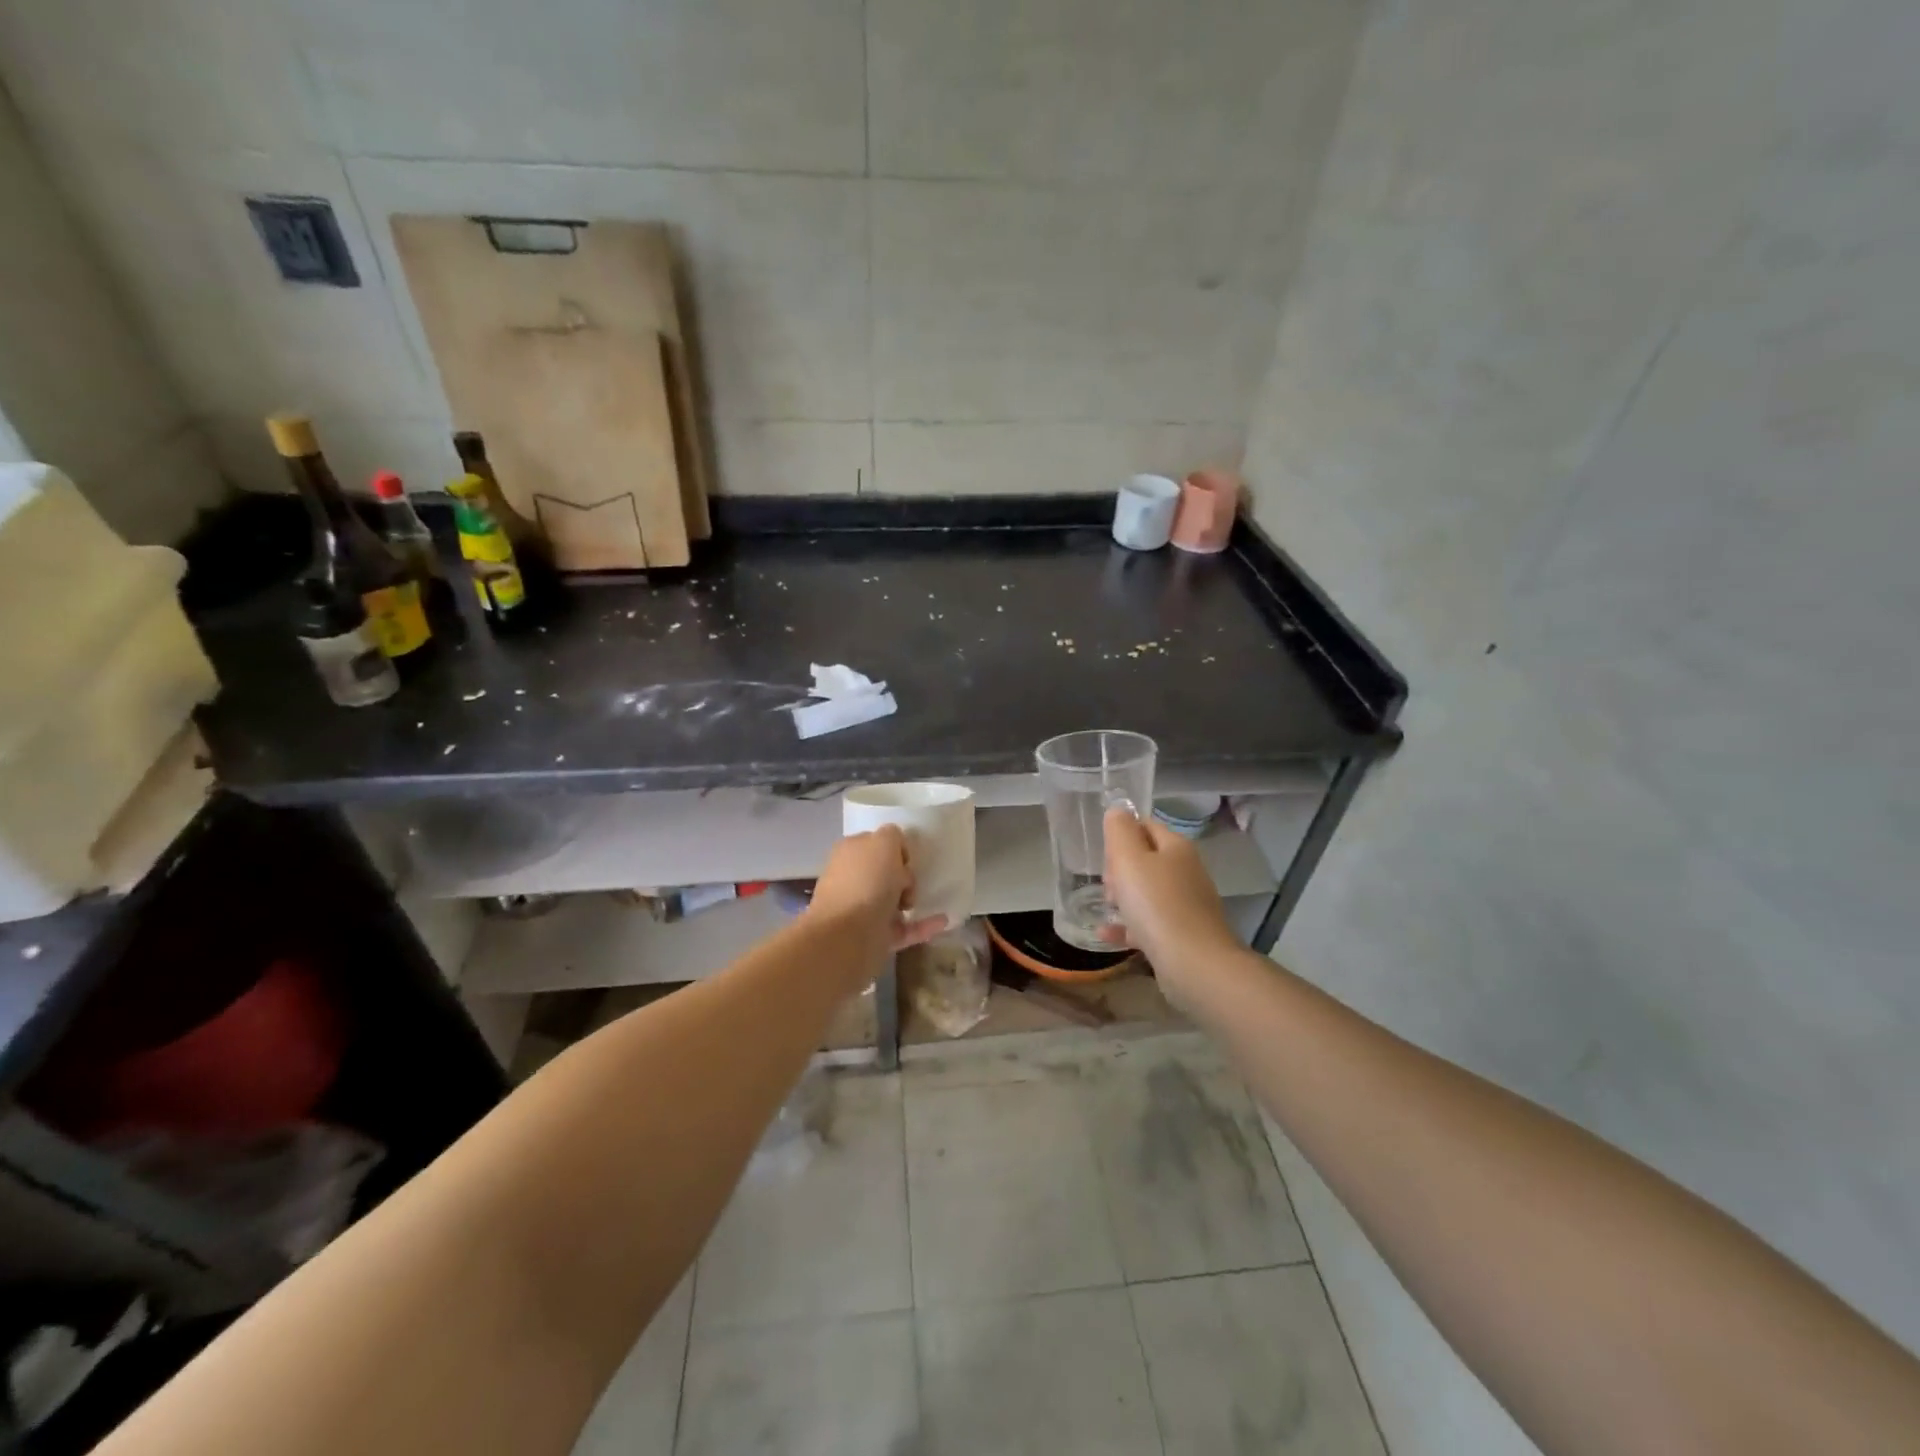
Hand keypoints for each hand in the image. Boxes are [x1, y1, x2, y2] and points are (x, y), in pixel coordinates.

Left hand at [808, 826, 949, 955]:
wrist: (848, 936)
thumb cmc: (867, 881)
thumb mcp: (884, 842)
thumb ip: (893, 836)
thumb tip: (896, 846)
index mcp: (850, 852)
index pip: (876, 843)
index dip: (897, 848)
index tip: (908, 858)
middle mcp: (853, 879)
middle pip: (886, 872)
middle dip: (904, 875)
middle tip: (909, 882)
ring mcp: (862, 910)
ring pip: (893, 901)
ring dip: (913, 899)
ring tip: (924, 901)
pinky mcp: (875, 937)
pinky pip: (904, 928)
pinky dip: (923, 925)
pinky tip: (943, 920)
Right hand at [1101, 806, 1239, 1002]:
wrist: (1194, 964)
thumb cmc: (1156, 904)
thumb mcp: (1129, 859)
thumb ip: (1120, 831)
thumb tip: (1118, 811)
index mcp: (1176, 848)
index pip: (1145, 826)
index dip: (1121, 836)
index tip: (1104, 855)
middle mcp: (1186, 872)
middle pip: (1145, 860)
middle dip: (1120, 870)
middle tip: (1107, 885)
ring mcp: (1187, 905)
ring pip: (1147, 893)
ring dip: (1123, 898)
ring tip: (1106, 909)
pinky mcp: (1184, 934)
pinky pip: (1150, 923)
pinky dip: (1129, 926)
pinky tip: (1107, 934)